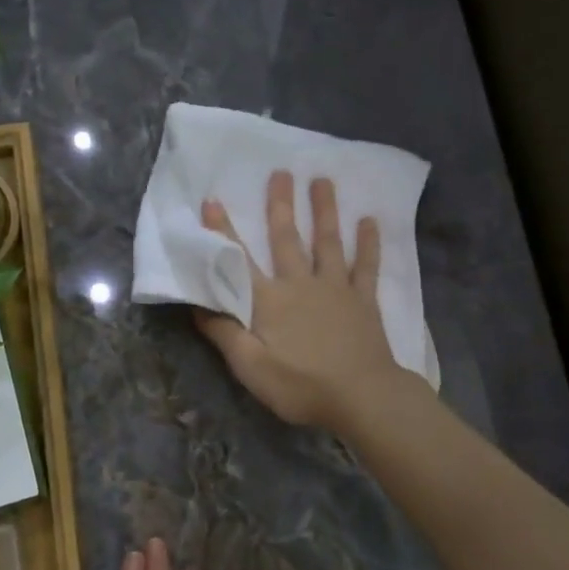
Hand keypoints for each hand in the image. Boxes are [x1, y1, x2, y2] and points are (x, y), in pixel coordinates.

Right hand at [196, 171, 400, 428]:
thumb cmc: (301, 386)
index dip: (223, 232)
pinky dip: (368, 243)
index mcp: (269, 301)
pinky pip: (366, 266)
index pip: (239, 261)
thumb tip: (197, 304)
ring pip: (328, 242)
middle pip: (287, 238)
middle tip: (280, 172)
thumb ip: (224, 334)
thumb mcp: (250, 367)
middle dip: (280, 205)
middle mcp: (301, 284)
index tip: (212, 201)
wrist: (361, 397)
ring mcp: (336, 289)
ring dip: (324, 210)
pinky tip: (371, 221)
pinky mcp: (363, 300)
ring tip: (323, 180)